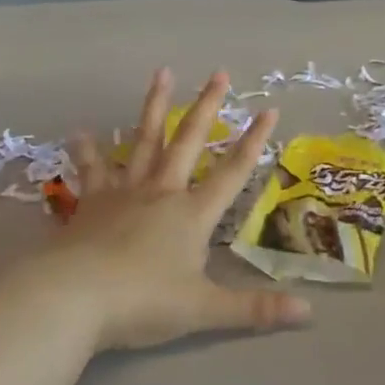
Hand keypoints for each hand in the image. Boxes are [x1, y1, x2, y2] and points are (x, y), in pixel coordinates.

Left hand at [55, 69, 311, 350]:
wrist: (75, 298)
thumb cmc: (143, 302)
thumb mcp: (204, 310)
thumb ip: (254, 309)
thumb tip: (308, 311)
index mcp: (192, 214)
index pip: (232, 172)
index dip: (253, 141)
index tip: (269, 109)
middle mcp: (162, 192)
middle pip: (189, 141)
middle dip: (207, 106)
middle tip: (219, 73)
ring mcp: (125, 192)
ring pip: (144, 140)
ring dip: (154, 106)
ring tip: (162, 72)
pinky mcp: (92, 202)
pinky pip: (91, 170)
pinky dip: (86, 151)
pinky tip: (79, 132)